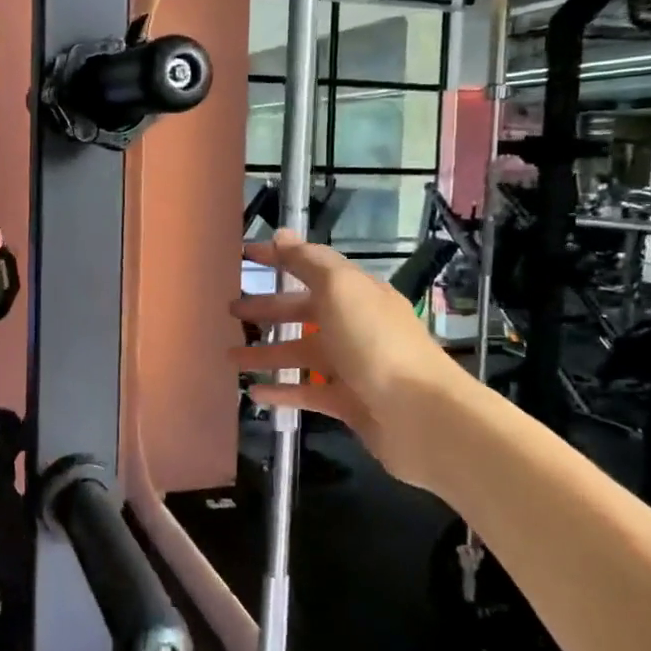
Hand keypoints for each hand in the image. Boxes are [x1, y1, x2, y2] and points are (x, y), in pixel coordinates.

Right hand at [230, 231, 461, 461]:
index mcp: (355, 293)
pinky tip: (253, 393)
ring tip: (229, 355)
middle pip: (303, 311)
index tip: (244, 255)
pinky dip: (281, 391)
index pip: (311, 267)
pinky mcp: (348, 403)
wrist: (421, 416)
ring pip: (301, 354)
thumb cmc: (376, 342)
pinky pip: (308, 392)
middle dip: (267, 309)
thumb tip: (281, 234)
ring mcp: (352, 366)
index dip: (279, 259)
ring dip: (266, 353)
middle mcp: (354, 325)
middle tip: (230, 311)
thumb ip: (308, 262)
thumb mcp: (340, 289)